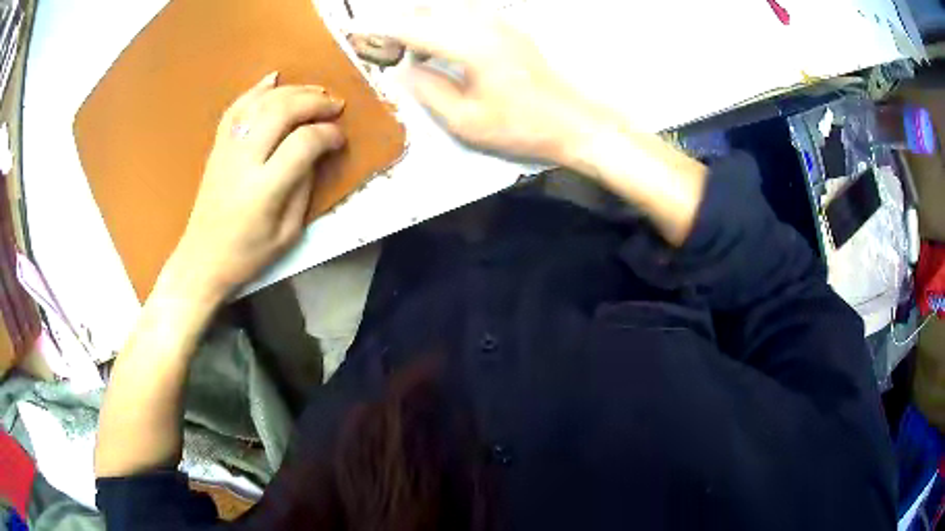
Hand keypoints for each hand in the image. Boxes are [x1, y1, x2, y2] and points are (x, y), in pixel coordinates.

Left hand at [165, 73, 345, 300]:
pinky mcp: (218, 146)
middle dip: (314, 101)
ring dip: (292, 90)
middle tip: (335, 104)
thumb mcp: (289, 233)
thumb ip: (304, 188)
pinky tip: (274, 79)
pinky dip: (256, 89)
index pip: (303, 143)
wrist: (203, 258)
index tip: (339, 138)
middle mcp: (244, 161)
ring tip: (314, 91)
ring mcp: (227, 149)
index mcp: (264, 190)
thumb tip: (316, 152)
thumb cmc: (248, 254)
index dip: (328, 134)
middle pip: (282, 111)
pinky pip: (236, 108)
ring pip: (261, 102)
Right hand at [385, 4, 590, 163]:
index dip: (381, 30)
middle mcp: (483, 22)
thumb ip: (428, 90)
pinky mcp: (508, 27)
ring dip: (422, 22)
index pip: (412, 28)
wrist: (573, 122)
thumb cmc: (521, 127)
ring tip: (410, 50)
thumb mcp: (466, 120)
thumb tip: (402, 69)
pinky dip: (444, 23)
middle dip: (399, 24)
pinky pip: (465, 13)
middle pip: (427, 10)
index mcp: (469, 44)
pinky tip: (441, 46)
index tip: (357, 33)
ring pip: (446, 9)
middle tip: (384, 48)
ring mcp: (499, 21)